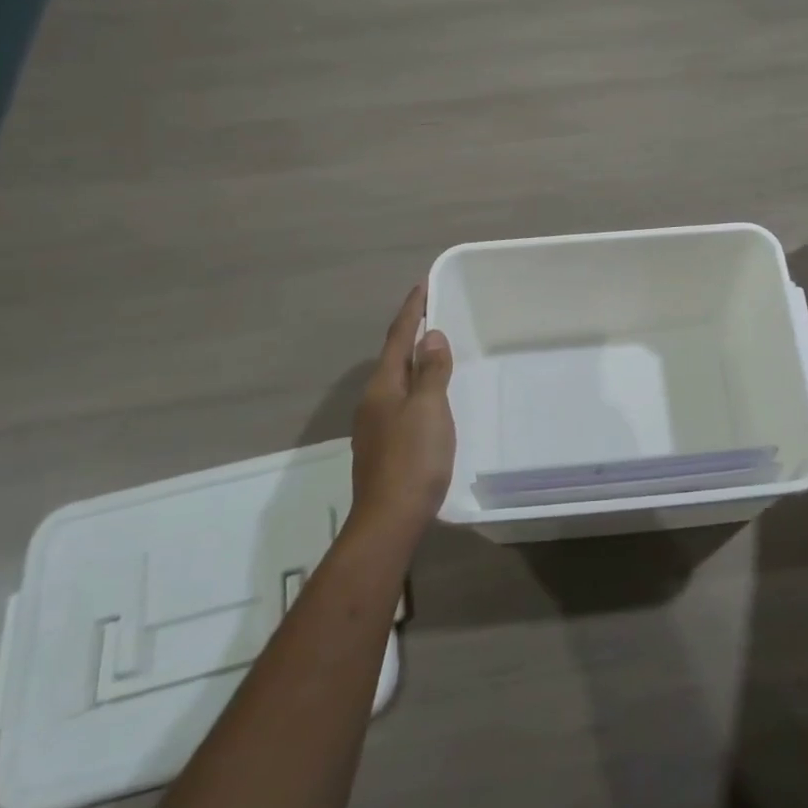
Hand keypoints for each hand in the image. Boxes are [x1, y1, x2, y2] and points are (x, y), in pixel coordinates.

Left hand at [350, 284, 455, 541]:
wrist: (389, 520)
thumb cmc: (413, 459)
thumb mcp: (429, 409)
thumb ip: (431, 372)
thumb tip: (431, 337)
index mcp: (383, 387)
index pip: (398, 338)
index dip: (411, 311)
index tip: (421, 286)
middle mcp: (373, 402)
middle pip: (393, 359)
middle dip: (411, 336)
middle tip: (432, 316)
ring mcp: (374, 427)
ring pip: (396, 382)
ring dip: (412, 363)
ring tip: (434, 353)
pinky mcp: (383, 447)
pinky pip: (400, 403)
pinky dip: (415, 388)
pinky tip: (428, 399)